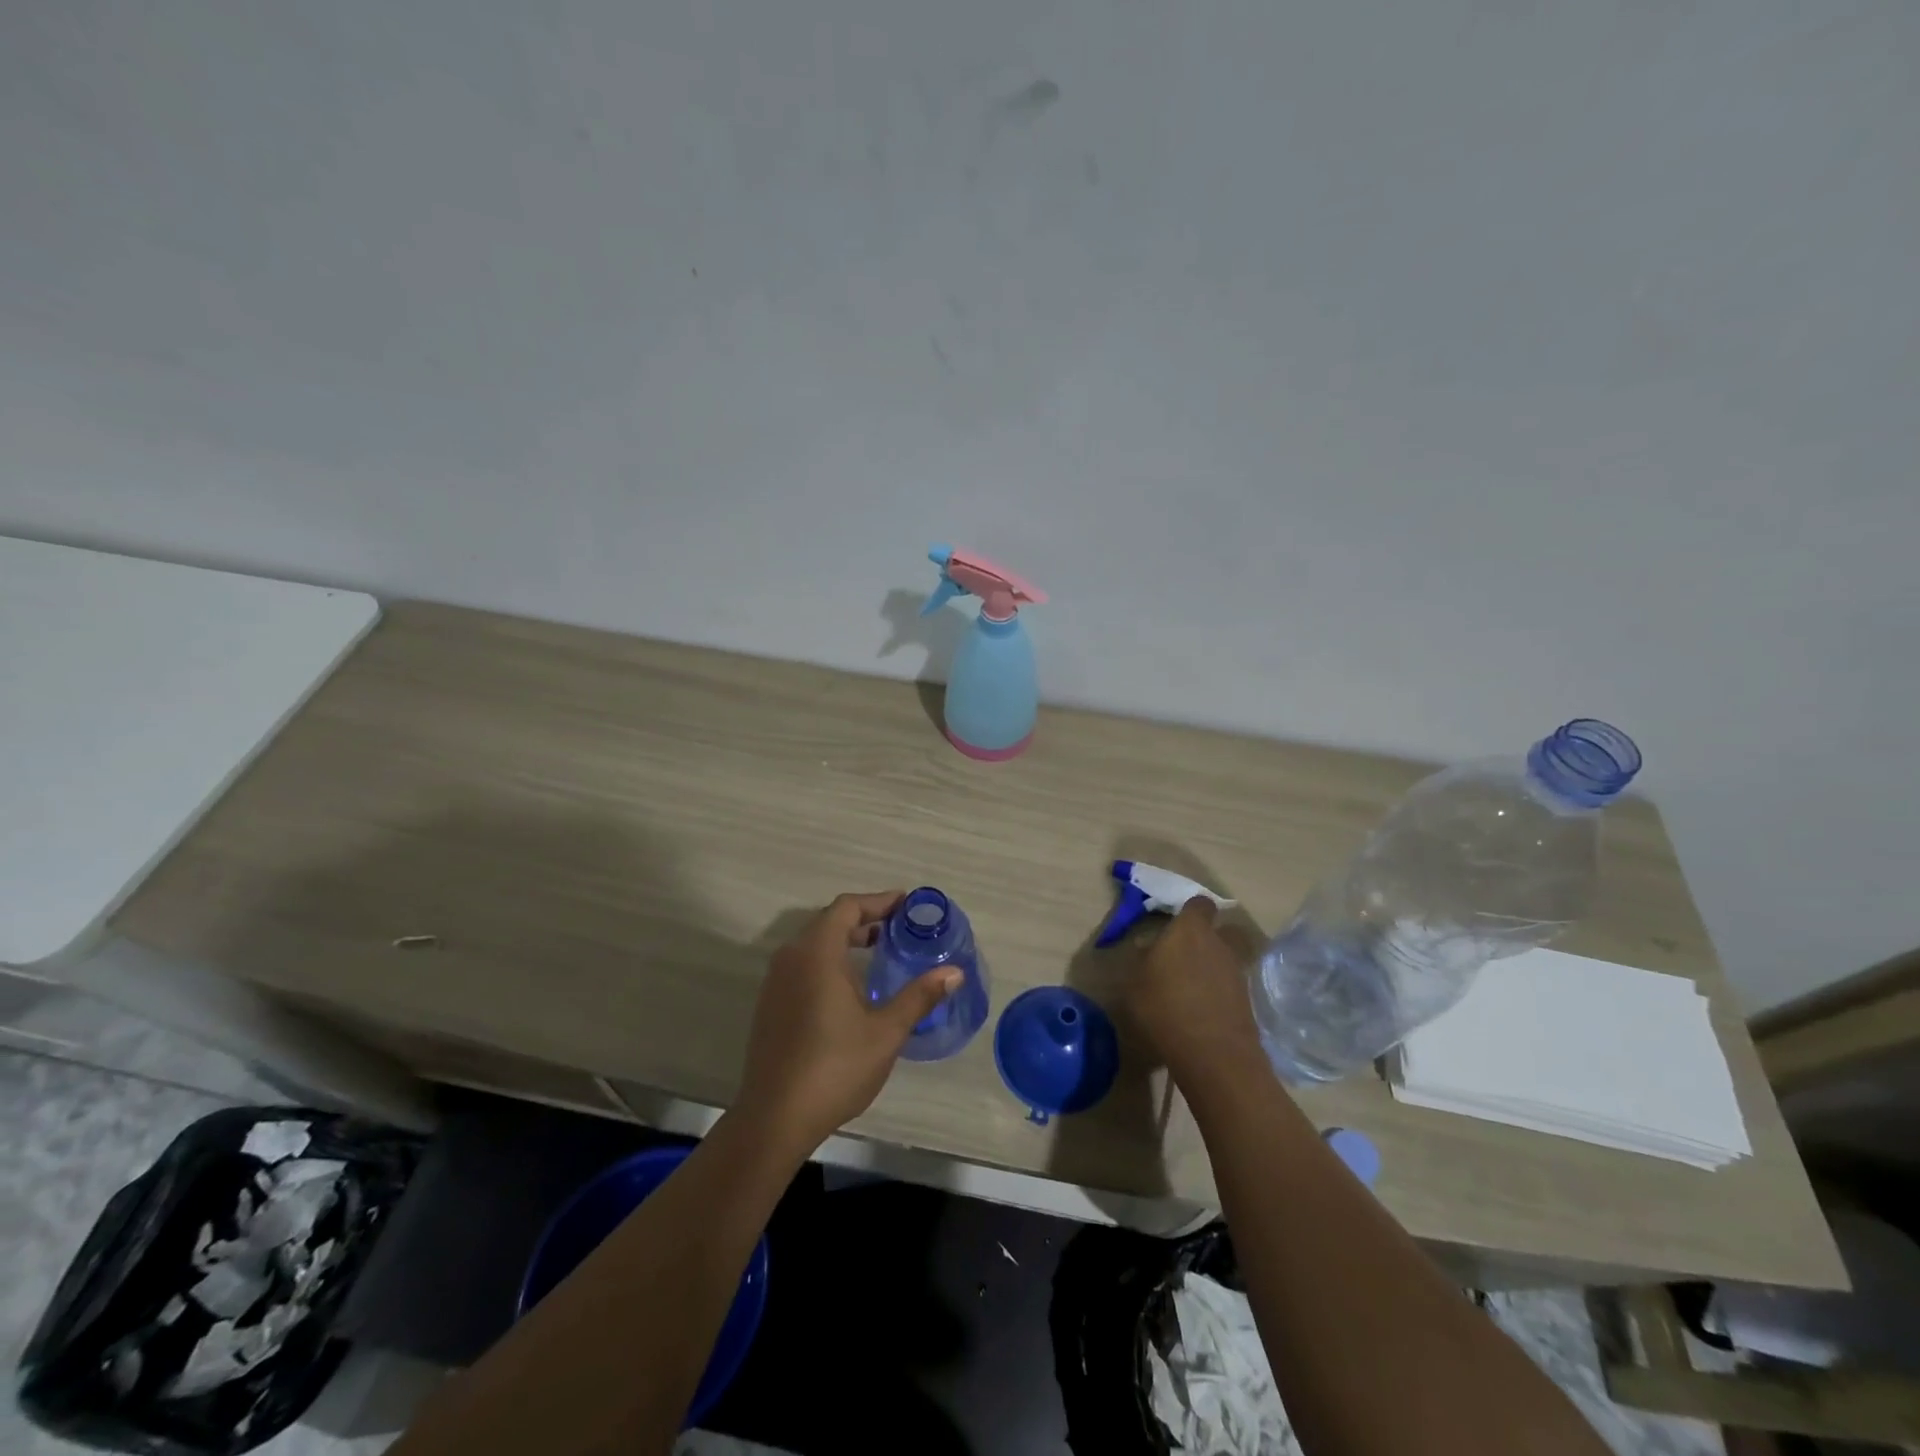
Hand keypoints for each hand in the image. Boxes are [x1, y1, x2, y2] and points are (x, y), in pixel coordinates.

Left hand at [736, 891, 961, 1151]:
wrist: (775, 1118)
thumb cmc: (835, 1068)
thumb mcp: (886, 1032)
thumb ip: (919, 996)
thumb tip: (955, 972)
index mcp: (817, 953)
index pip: (847, 907)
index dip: (878, 901)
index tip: (907, 905)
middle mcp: (791, 957)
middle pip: (829, 921)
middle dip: (864, 919)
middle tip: (898, 928)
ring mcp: (775, 982)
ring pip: (813, 943)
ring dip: (845, 940)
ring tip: (879, 951)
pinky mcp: (770, 1004)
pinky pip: (802, 964)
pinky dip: (828, 960)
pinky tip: (849, 986)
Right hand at [1124, 898, 1266, 1095]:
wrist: (1213, 1054)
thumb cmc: (1164, 1008)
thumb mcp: (1135, 983)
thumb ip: (1143, 960)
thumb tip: (1148, 946)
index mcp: (1190, 931)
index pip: (1199, 904)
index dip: (1191, 911)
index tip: (1177, 923)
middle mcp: (1219, 944)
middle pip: (1220, 931)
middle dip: (1206, 940)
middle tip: (1185, 956)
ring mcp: (1238, 973)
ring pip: (1226, 959)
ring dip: (1212, 968)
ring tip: (1190, 989)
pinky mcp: (1248, 1001)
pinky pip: (1230, 987)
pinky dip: (1219, 993)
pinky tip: (1201, 1010)